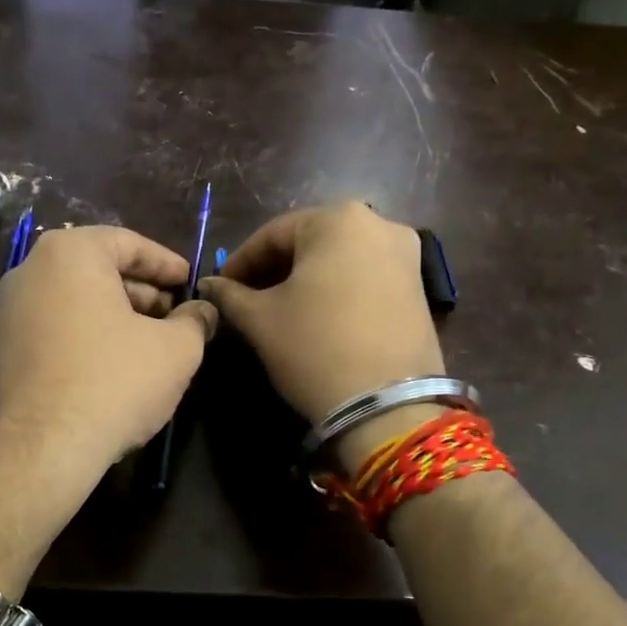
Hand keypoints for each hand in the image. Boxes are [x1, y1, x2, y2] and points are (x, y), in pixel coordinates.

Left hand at [0, 226, 214, 595]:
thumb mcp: (176, 349)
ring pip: (77, 300)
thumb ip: (196, 321)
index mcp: (70, 253)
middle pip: (99, 270)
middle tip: (175, 314)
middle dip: (142, 291)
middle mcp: (31, 270)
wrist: (38, 451)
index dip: (167, 263)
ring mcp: (10, 311)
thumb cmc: (113, 382)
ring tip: (151, 343)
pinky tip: (116, 366)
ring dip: (118, 315)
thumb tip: (204, 311)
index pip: (128, 243)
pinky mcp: (4, 349)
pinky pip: (56, 327)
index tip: (190, 281)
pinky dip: (89, 335)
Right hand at [199, 201, 443, 443]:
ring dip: (304, 280)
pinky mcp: (418, 287)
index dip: (239, 262)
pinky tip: (316, 318)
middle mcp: (379, 224)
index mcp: (338, 219)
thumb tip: (208, 285)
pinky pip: (364, 277)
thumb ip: (229, 295)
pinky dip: (335, 290)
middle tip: (245, 300)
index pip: (272, 234)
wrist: (387, 406)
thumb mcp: (261, 320)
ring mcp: (406, 255)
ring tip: (277, 311)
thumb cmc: (315, 347)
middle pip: (309, 242)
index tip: (218, 288)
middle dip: (273, 270)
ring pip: (338, 260)